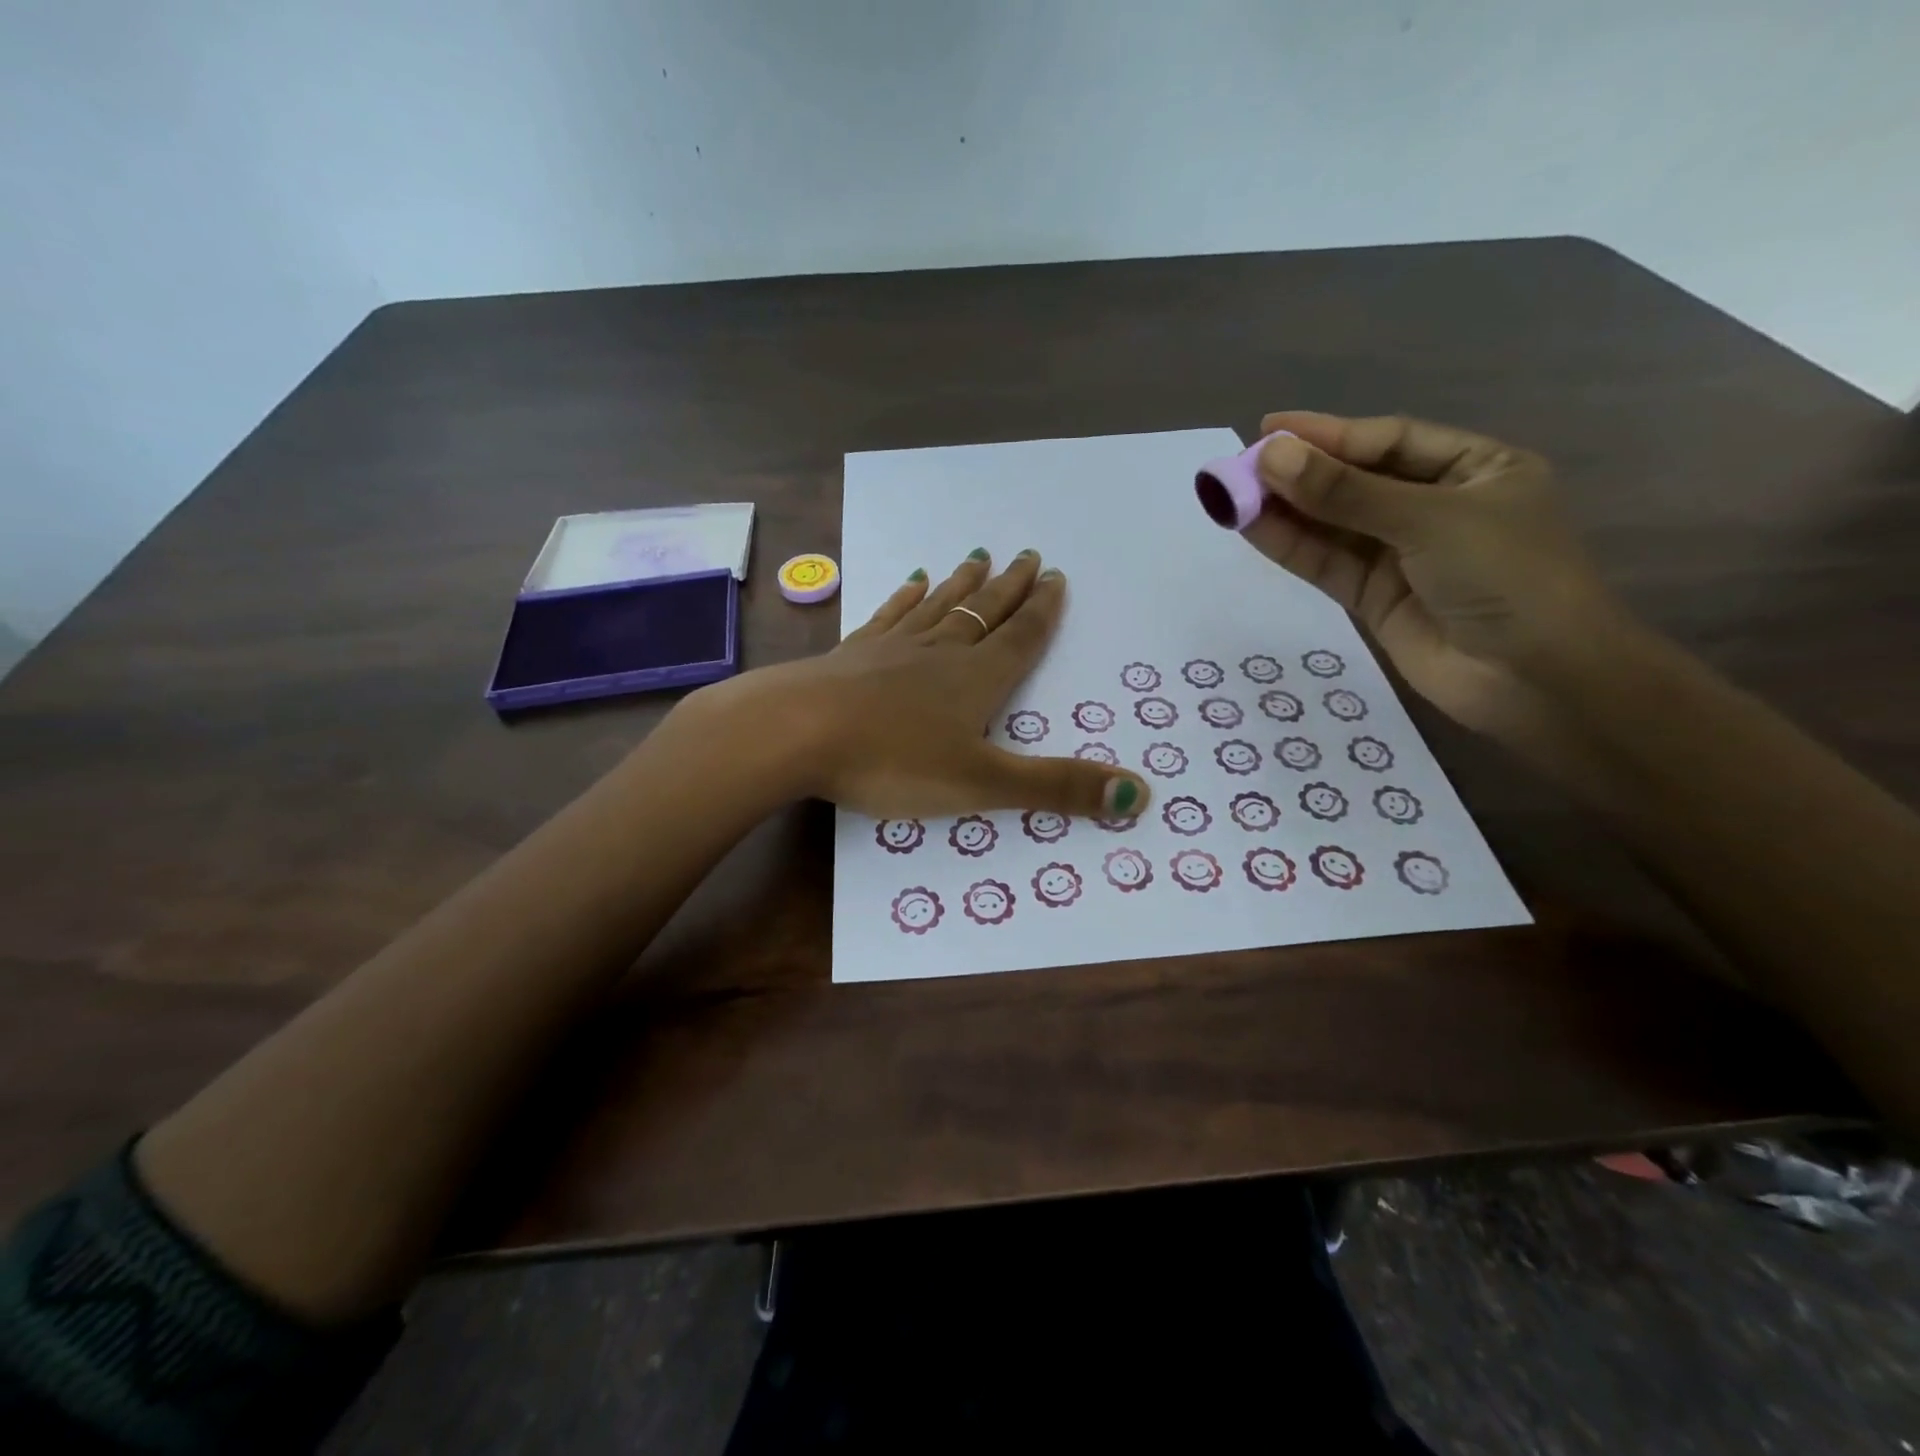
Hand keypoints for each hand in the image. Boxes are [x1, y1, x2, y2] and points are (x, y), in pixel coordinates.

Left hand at [690, 551, 1151, 820]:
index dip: (1042, 611)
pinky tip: (909, 583)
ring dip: (962, 585)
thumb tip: (1140, 794)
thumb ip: (1057, 788)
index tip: (1056, 576)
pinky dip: (904, 599)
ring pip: (938, 608)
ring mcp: (892, 649)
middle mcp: (939, 653)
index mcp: (976, 680)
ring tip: (979, 557)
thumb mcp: (983, 784)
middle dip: (1010, 589)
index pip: (1021, 638)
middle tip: (1028, 556)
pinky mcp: (852, 655)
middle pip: (984, 613)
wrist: (795, 732)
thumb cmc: (892, 760)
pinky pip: (889, 618)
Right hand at [1243, 411, 1625, 740]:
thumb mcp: (1429, 521)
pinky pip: (1327, 563)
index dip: (1328, 435)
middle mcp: (1435, 507)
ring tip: (1231, 495)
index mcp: (1473, 469)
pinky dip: (1291, 547)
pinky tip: (1252, 528)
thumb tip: (1271, 457)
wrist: (1534, 680)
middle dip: (1300, 474)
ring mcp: (1402, 556)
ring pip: (1334, 525)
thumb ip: (1345, 493)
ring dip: (1286, 511)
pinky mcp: (1374, 598)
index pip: (1389, 441)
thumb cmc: (1507, 577)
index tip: (1269, 430)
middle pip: (1356, 482)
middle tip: (1239, 466)